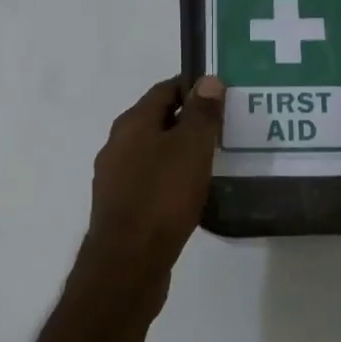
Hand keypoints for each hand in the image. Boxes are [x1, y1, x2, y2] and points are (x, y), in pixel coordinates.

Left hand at [83, 74, 223, 281]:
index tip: (221, 92)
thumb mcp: (190, 148)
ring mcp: (116, 179)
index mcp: (132, 124)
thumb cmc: (162, 196)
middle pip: (157, 121)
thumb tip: (207, 80)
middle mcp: (118, 146)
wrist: (128, 261)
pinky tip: (193, 192)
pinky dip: (172, 178)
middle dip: (189, 120)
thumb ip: (201, 113)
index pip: (164, 90)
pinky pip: (151, 181)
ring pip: (154, 153)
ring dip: (181, 151)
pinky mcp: (122, 208)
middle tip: (224, 126)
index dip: (192, 87)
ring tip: (214, 159)